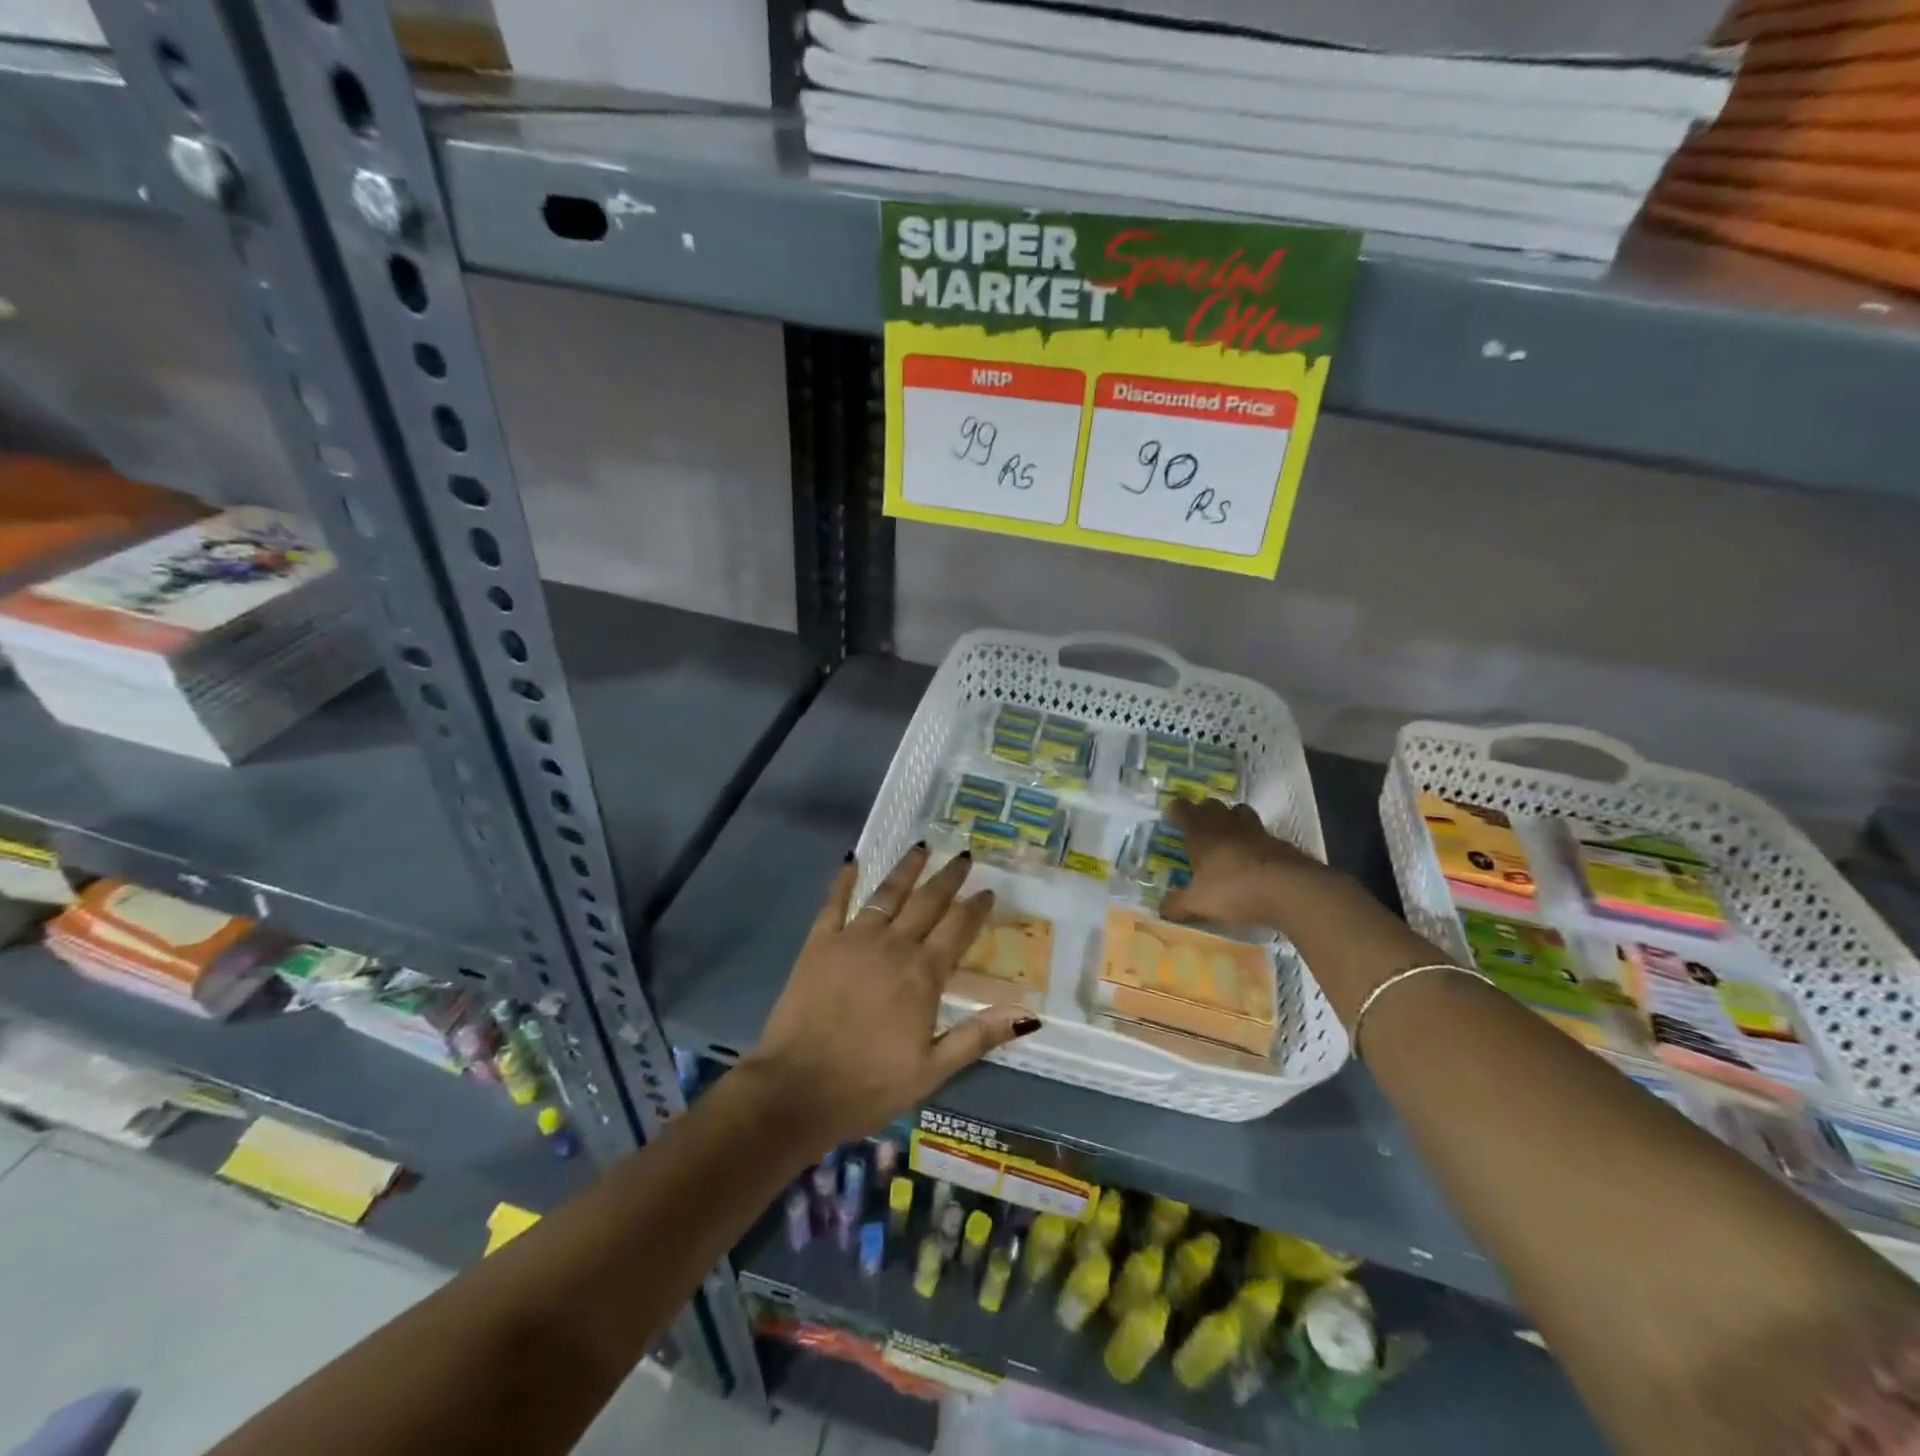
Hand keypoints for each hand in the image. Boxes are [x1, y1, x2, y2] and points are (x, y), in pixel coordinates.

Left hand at [739, 845, 1041, 1152]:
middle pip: (927, 901)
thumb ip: (979, 1034)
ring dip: (907, 868)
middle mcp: (893, 945)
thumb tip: (1029, 1013)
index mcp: (923, 974)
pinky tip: (852, 859)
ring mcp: (853, 939)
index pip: (958, 929)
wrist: (797, 1090)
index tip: (988, 890)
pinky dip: (844, 879)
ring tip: (921, 846)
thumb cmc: (869, 1085)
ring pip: (887, 893)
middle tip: (963, 855)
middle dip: (948, 877)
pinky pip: (834, 902)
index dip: (976, 907)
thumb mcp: (933, 1069)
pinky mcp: (819, 943)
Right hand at [1160, 796, 1331, 928]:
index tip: (1170, 818)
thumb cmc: (1234, 890)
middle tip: (1198, 827)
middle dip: (1203, 811)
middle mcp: (1226, 825)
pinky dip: (1256, 841)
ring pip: (1240, 812)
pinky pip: (1263, 834)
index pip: (1182, 809)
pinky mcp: (1280, 843)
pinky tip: (1255, 859)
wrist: (1290, 891)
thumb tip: (1161, 909)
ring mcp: (1256, 832)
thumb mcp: (1198, 903)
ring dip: (1232, 819)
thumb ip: (1177, 905)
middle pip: (1212, 804)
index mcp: (1201, 833)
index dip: (1175, 811)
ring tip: (1228, 836)